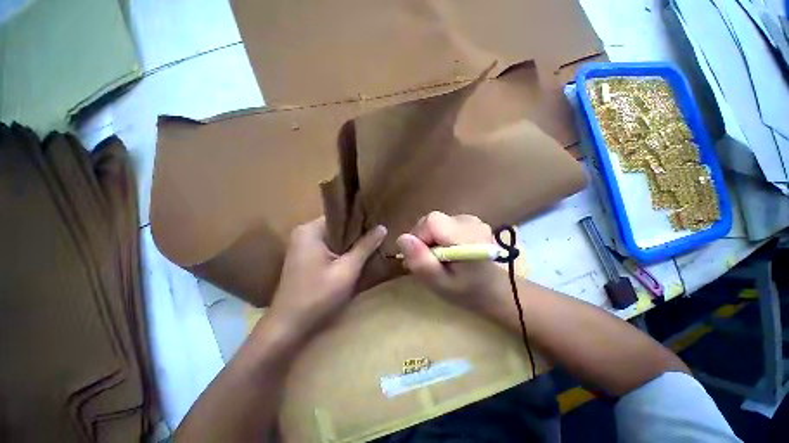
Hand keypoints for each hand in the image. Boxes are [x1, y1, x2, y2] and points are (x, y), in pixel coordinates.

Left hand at [267, 217, 386, 341]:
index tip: (379, 220)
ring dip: (351, 242)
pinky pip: (329, 247)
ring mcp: (303, 246)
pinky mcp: (305, 258)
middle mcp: (304, 234)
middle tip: (380, 232)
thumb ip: (365, 247)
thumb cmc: (318, 296)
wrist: (288, 326)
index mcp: (310, 230)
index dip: (361, 218)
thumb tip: (382, 227)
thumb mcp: (347, 270)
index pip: (341, 216)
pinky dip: (343, 250)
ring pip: (335, 238)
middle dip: (358, 231)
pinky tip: (359, 254)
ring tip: (374, 240)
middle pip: (338, 227)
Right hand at [396, 211, 510, 316]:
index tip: (419, 257)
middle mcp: (469, 222)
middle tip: (427, 261)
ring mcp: (472, 219)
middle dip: (423, 239)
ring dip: (430, 238)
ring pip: (437, 222)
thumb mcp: (441, 284)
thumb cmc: (470, 291)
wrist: (498, 290)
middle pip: (432, 220)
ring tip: (438, 258)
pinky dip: (440, 236)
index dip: (418, 236)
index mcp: (465, 237)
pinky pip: (445, 224)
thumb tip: (402, 238)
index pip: (430, 221)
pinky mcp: (470, 221)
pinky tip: (447, 251)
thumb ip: (421, 262)